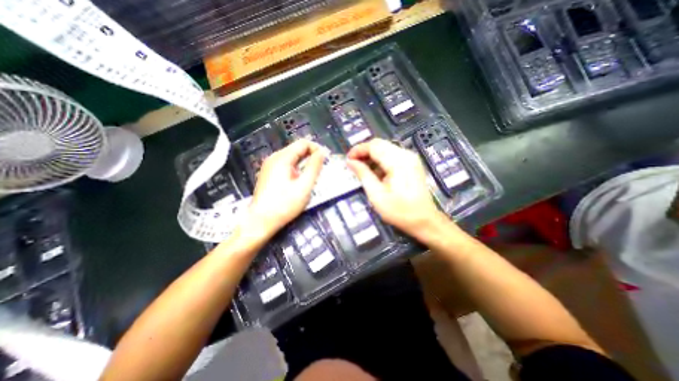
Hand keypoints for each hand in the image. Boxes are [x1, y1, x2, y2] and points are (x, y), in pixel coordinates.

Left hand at [245, 140, 326, 239]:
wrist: (261, 221)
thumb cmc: (284, 205)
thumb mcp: (304, 186)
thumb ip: (314, 167)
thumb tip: (322, 152)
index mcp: (282, 158)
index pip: (303, 143)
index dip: (317, 149)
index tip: (326, 161)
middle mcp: (274, 158)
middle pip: (297, 149)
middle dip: (311, 156)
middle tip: (321, 170)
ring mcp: (270, 166)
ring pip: (292, 157)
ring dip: (304, 163)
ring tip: (311, 177)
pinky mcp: (269, 174)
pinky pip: (286, 165)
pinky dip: (296, 169)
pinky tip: (299, 181)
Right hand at [347, 138, 443, 235]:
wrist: (424, 220)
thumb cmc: (399, 210)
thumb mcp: (376, 194)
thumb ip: (363, 174)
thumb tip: (350, 162)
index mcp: (398, 161)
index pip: (374, 146)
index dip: (358, 150)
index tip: (348, 160)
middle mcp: (405, 155)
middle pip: (380, 144)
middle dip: (364, 152)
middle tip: (353, 164)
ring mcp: (410, 158)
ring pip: (385, 149)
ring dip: (372, 156)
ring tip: (362, 169)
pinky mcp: (411, 164)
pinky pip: (392, 155)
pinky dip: (381, 161)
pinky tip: (375, 172)